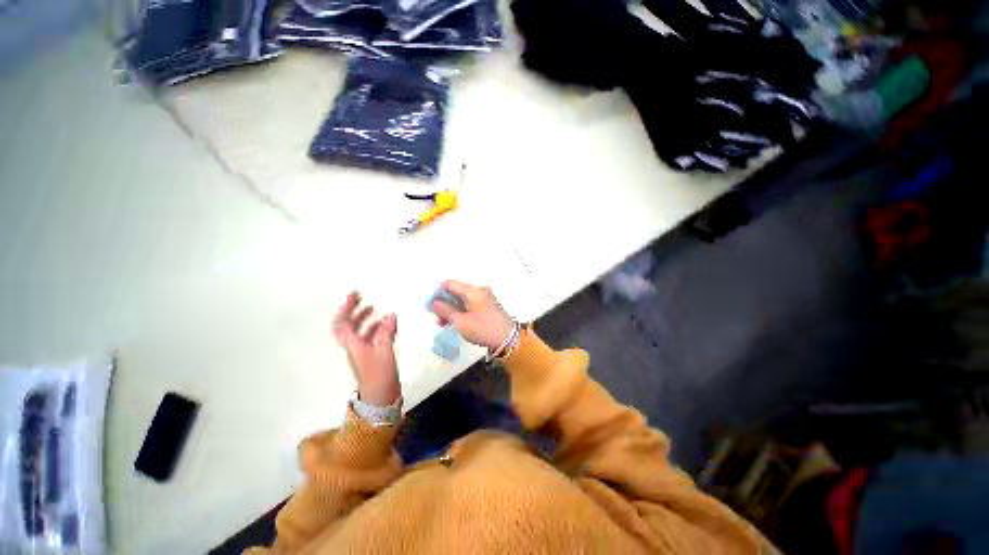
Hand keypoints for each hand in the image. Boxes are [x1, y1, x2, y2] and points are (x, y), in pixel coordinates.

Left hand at [332, 292, 399, 406]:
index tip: (354, 295)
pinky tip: (388, 323)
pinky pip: (373, 336)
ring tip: (377, 308)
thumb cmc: (378, 373)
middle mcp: (355, 345)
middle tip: (365, 298)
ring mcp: (364, 350)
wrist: (380, 396)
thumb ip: (386, 331)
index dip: (345, 308)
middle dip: (354, 310)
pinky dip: (378, 327)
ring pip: (361, 330)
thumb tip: (391, 314)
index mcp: (352, 343)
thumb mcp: (383, 351)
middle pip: (349, 324)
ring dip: (366, 318)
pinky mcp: (374, 354)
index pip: (342, 322)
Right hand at [430, 280, 513, 350]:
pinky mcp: (487, 305)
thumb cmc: (484, 329)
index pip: (451, 284)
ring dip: (451, 308)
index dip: (437, 291)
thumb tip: (434, 302)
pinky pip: (469, 303)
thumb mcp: (461, 322)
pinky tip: (453, 321)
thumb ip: (446, 311)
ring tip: (442, 322)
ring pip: (462, 298)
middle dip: (443, 302)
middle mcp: (479, 290)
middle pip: (456, 291)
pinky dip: (460, 310)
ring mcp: (484, 297)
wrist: (508, 339)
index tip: (428, 302)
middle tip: (434, 316)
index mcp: (473, 291)